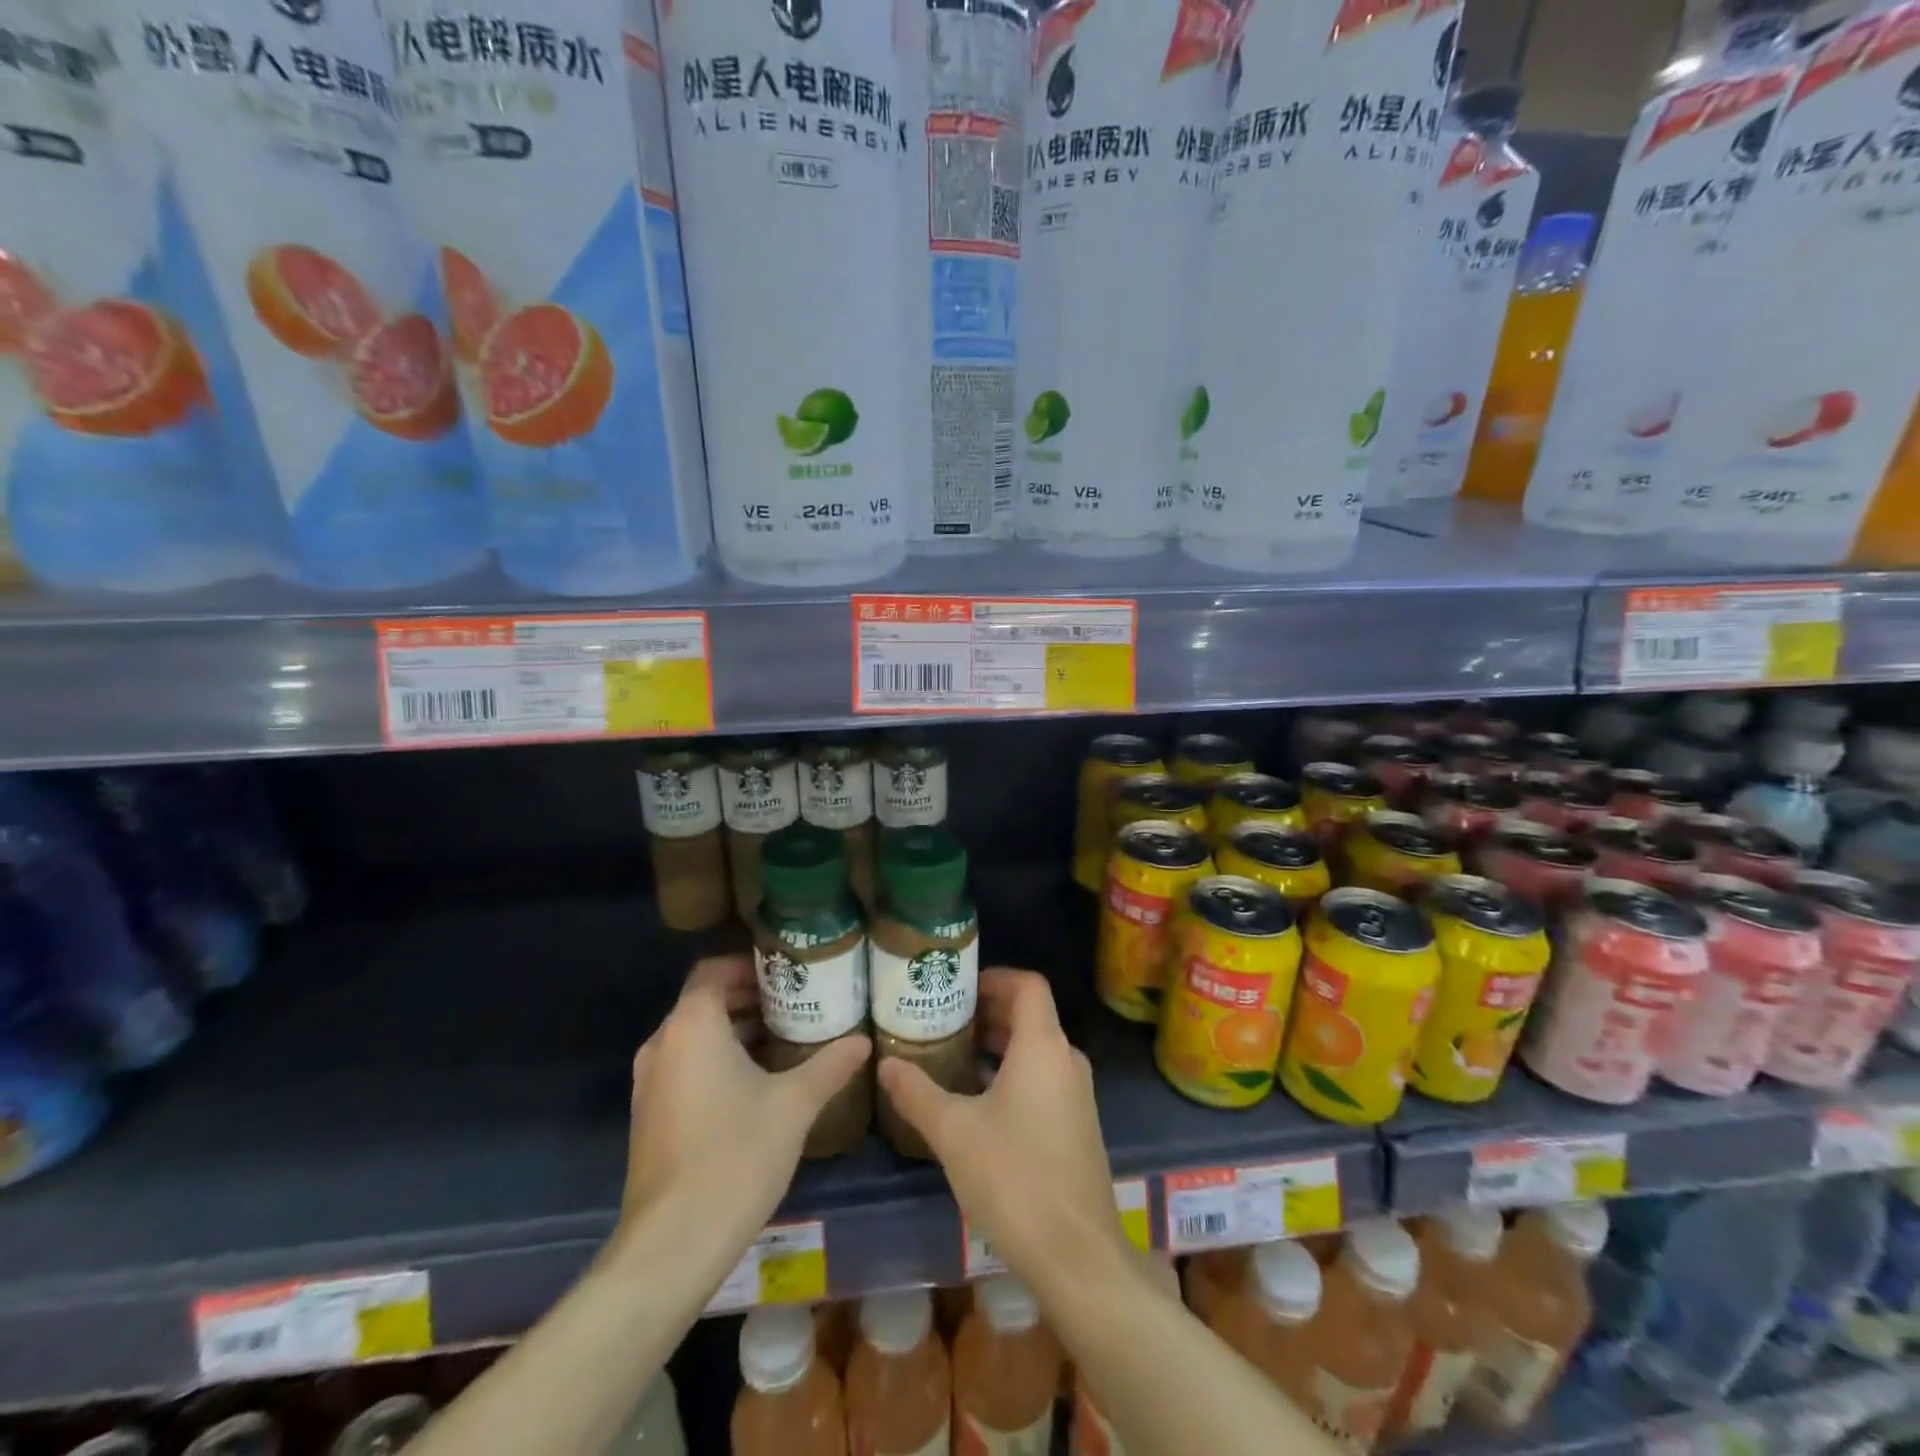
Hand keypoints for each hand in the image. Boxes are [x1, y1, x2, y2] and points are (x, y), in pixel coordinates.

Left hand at [620, 956, 869, 1255]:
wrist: (672, 1246)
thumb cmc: (735, 1156)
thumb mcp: (795, 1105)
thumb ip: (830, 1065)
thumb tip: (864, 1042)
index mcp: (692, 1026)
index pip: (713, 970)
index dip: (749, 965)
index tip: (787, 973)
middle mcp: (662, 1045)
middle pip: (704, 1001)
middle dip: (750, 998)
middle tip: (797, 1004)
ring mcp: (649, 1083)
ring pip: (695, 1037)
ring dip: (735, 1031)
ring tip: (784, 1040)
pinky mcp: (649, 1117)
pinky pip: (685, 1067)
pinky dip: (717, 1061)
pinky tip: (756, 1085)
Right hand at [878, 969, 1126, 1289]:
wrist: (1078, 1256)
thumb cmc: (1014, 1179)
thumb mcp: (954, 1133)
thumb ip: (917, 1093)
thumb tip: (885, 1064)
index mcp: (1042, 1047)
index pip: (1028, 985)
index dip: (994, 977)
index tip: (958, 987)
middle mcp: (1066, 1060)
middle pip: (1031, 1015)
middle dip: (988, 1012)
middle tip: (944, 1019)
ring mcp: (1077, 1094)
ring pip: (1037, 1049)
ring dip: (998, 1045)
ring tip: (954, 1056)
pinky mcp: (1078, 1125)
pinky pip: (1045, 1077)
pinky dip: (1013, 1072)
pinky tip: (979, 1101)